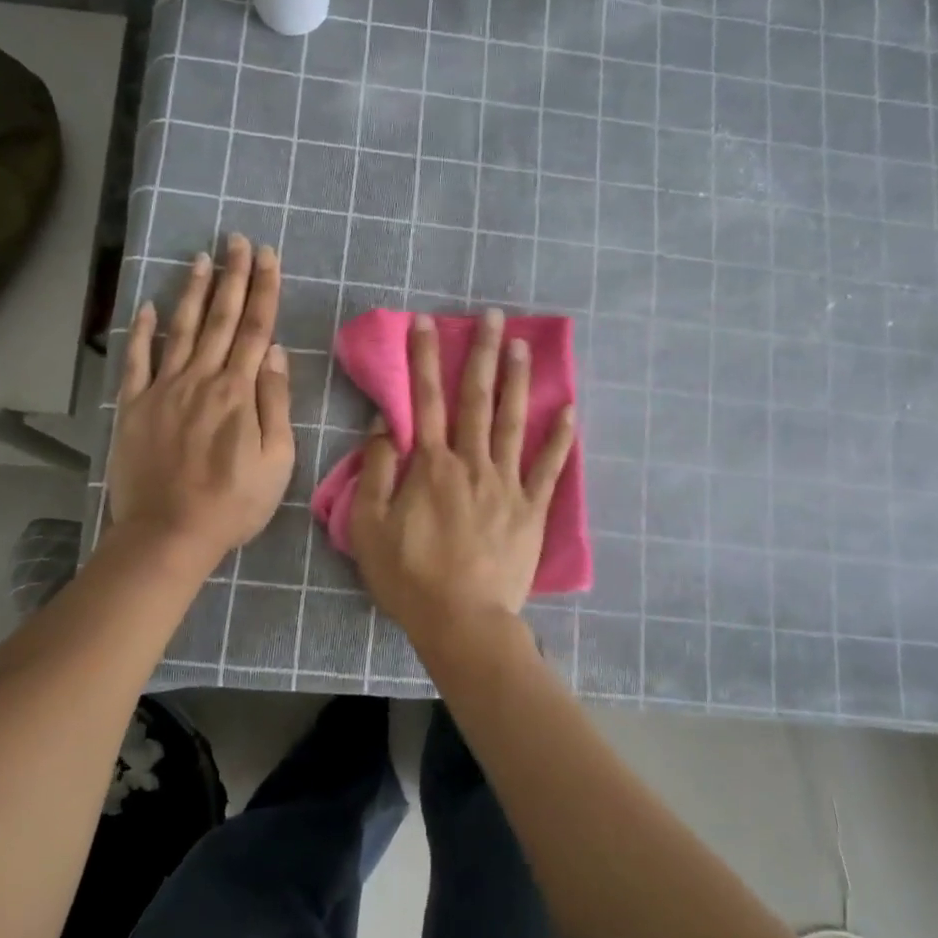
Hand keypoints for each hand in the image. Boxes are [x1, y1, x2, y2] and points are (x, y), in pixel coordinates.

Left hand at [107, 235, 293, 566]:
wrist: (169, 533)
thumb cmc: (233, 504)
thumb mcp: (276, 462)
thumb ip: (276, 404)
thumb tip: (275, 354)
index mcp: (239, 392)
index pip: (256, 329)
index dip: (263, 290)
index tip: (267, 256)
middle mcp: (201, 379)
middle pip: (221, 319)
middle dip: (232, 276)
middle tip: (237, 239)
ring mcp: (164, 390)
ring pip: (181, 329)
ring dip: (193, 292)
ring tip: (201, 258)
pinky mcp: (134, 406)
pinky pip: (137, 360)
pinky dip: (142, 331)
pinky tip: (148, 306)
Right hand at [348, 309, 574, 638]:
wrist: (462, 621)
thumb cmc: (409, 577)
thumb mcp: (368, 527)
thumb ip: (375, 473)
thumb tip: (386, 427)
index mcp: (431, 466)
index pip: (425, 401)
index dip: (424, 358)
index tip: (425, 322)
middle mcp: (472, 463)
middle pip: (476, 400)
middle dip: (482, 354)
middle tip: (492, 316)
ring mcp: (507, 484)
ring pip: (514, 422)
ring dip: (518, 381)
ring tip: (525, 346)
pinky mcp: (532, 509)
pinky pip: (548, 468)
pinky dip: (560, 438)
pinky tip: (569, 410)